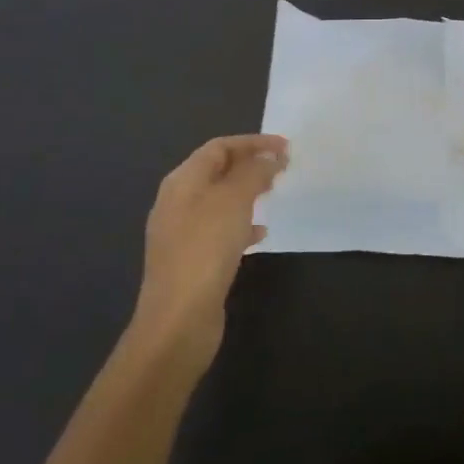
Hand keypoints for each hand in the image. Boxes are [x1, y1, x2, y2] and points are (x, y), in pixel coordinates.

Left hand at [131, 134, 286, 371]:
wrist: (178, 321)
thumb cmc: (205, 249)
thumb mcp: (234, 201)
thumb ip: (253, 173)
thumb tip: (269, 159)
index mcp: (182, 181)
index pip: (219, 147)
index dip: (253, 142)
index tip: (285, 146)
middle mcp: (178, 202)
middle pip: (218, 171)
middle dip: (250, 165)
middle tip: (283, 167)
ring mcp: (182, 233)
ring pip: (220, 201)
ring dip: (248, 193)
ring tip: (274, 194)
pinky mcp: (192, 260)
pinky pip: (220, 230)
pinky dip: (242, 224)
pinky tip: (261, 235)